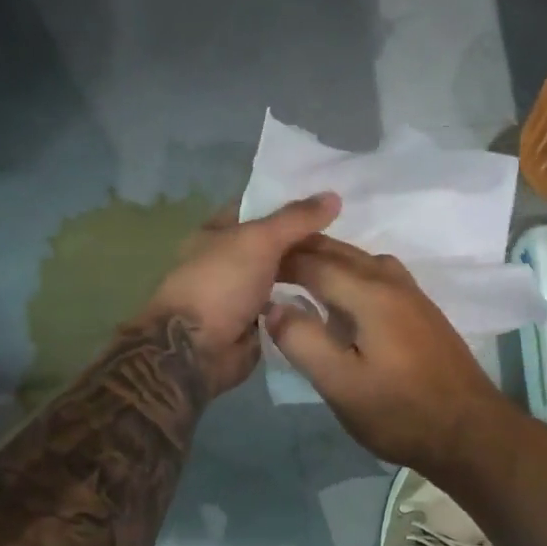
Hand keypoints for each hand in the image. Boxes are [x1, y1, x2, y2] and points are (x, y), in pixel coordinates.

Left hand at [143, 192, 341, 396]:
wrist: (196, 350)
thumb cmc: (221, 283)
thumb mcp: (259, 240)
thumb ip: (296, 219)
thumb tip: (334, 195)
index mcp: (217, 232)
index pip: (258, 208)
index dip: (291, 204)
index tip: (330, 204)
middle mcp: (227, 261)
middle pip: (274, 245)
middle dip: (306, 243)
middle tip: (348, 239)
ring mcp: (240, 294)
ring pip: (282, 278)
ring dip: (309, 276)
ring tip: (349, 269)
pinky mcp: (253, 325)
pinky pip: (285, 309)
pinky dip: (304, 306)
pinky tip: (334, 300)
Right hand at [267, 236, 510, 470]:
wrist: (470, 431)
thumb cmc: (400, 412)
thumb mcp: (341, 385)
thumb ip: (303, 341)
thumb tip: (273, 306)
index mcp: (370, 293)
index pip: (315, 262)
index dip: (280, 260)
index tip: (251, 265)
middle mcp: (392, 282)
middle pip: (341, 252)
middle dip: (303, 250)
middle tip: (268, 261)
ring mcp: (413, 295)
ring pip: (362, 260)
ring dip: (329, 259)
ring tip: (300, 274)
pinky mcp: (423, 311)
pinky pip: (379, 275)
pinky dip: (352, 273)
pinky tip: (345, 299)